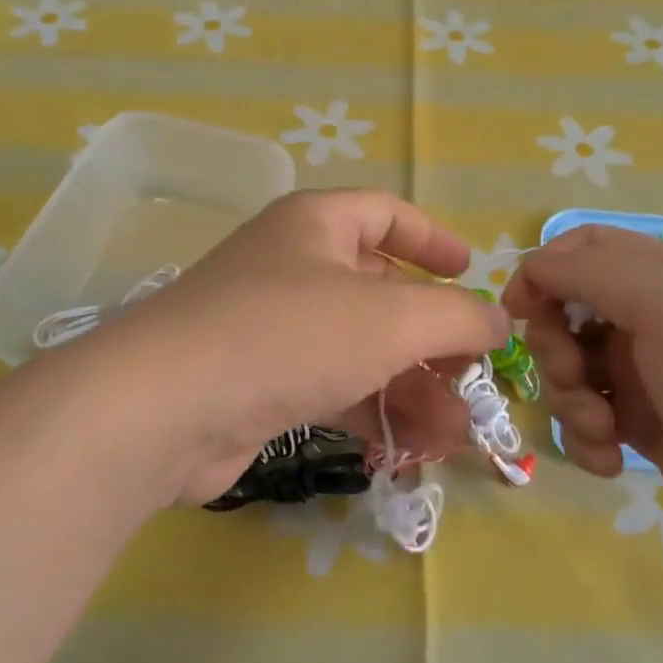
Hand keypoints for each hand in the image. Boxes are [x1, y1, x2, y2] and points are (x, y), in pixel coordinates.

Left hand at [87, 190, 510, 505]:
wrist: (165, 410)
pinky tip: (406, 449)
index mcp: (316, 225)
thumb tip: (497, 321)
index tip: (471, 271)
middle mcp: (291, 266)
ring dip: (410, 387)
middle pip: (380, 292)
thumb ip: (457, 316)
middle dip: (432, 338)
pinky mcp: (257, 383)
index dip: (432, 239)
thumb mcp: (391, 318)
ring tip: (454, 434)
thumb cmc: (288, 335)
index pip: (385, 213)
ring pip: (359, 349)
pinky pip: (329, 387)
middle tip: (472, 377)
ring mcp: (270, 327)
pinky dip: (370, 411)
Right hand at [503, 225, 662, 569]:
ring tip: (605, 429)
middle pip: (563, 312)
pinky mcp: (638, 424)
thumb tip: (531, 271)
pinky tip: (613, 458)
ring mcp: (641, 373)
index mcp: (660, 275)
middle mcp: (647, 317)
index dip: (542, 271)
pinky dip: (587, 438)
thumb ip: (592, 271)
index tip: (520, 310)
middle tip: (577, 377)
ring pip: (567, 370)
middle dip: (554, 348)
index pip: (580, 248)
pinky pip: (584, 419)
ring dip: (570, 401)